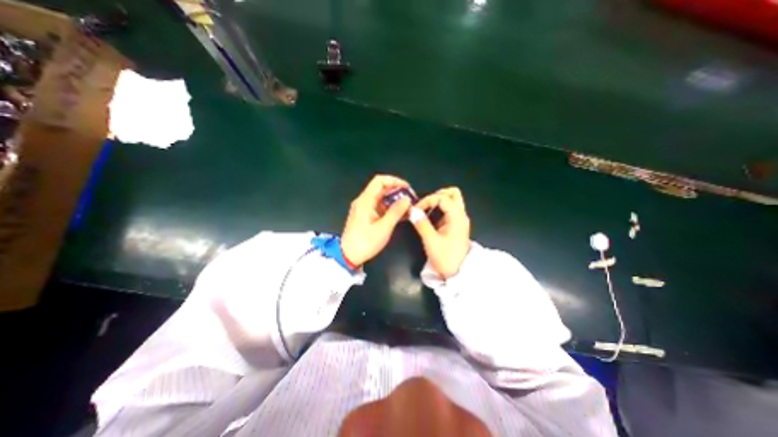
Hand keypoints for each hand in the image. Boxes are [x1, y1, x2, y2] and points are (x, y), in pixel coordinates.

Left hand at [341, 174, 412, 266]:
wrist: (348, 256)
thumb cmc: (365, 243)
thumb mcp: (383, 228)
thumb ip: (395, 212)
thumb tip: (407, 199)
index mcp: (365, 201)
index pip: (379, 181)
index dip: (394, 181)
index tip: (407, 188)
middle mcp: (363, 201)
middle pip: (380, 188)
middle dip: (396, 191)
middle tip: (410, 198)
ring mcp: (364, 208)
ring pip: (381, 198)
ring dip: (394, 200)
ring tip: (407, 207)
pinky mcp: (365, 215)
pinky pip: (379, 207)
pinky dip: (389, 208)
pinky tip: (400, 214)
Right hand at [409, 186, 470, 278]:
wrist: (458, 273)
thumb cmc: (446, 258)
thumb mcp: (431, 241)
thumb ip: (421, 224)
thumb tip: (412, 210)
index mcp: (457, 217)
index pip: (443, 198)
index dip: (428, 200)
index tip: (416, 210)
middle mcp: (461, 215)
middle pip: (453, 194)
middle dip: (437, 195)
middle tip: (424, 205)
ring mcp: (460, 220)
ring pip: (452, 200)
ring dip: (438, 201)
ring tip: (426, 210)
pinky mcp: (456, 225)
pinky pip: (449, 209)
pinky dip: (439, 208)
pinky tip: (430, 217)